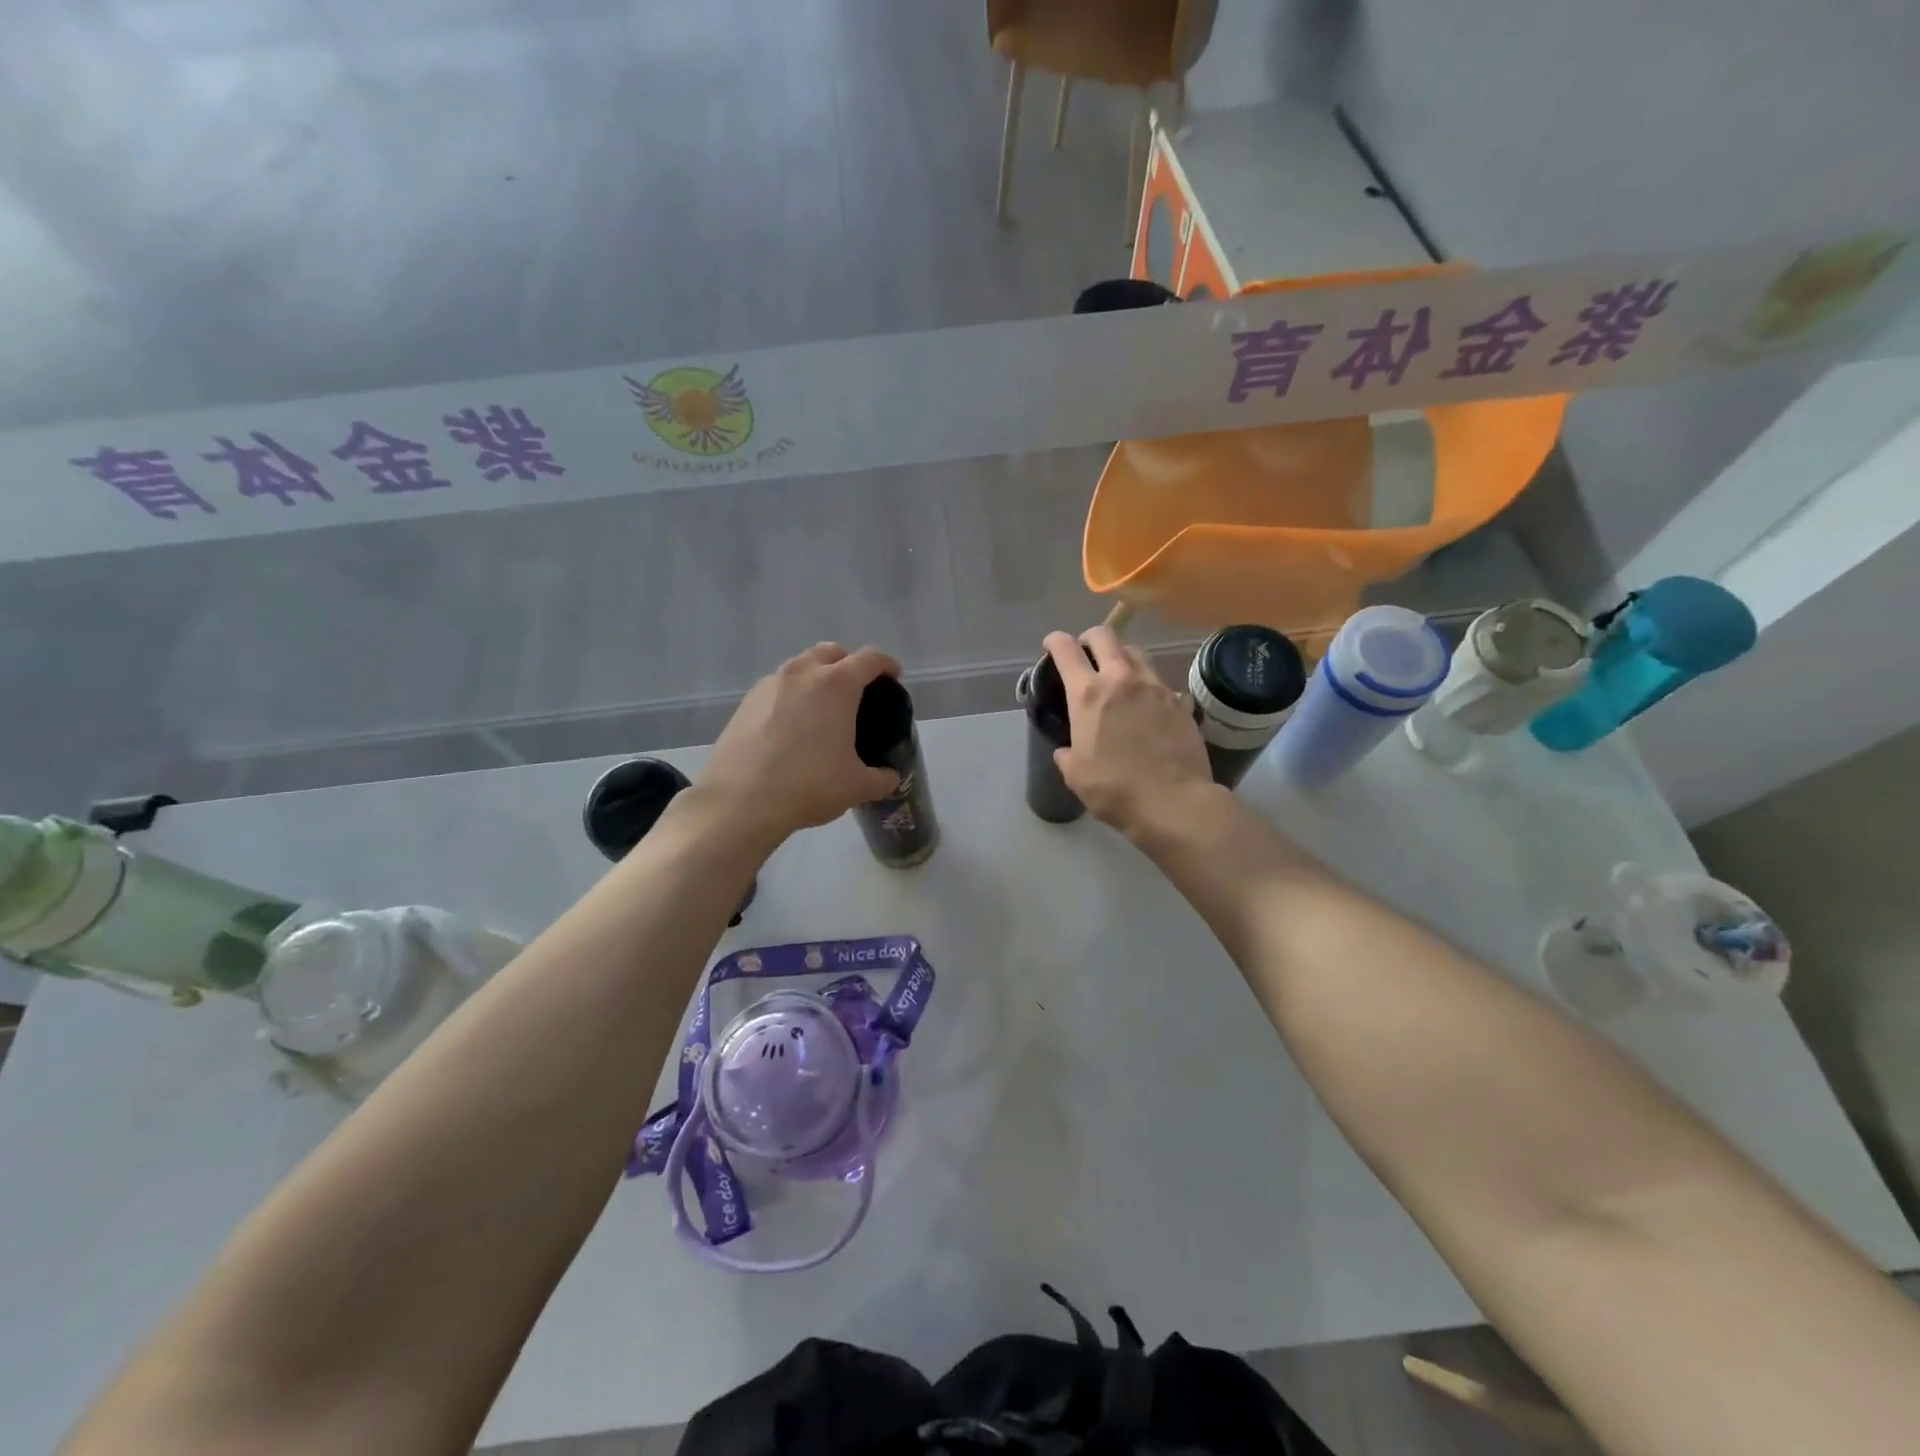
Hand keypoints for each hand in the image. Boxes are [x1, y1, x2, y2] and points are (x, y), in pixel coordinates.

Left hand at [698, 643, 903, 841]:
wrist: (740, 801)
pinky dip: (791, 696)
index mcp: (837, 684)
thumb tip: (890, 777)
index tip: (893, 677)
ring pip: (800, 666)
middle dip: (848, 664)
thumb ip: (881, 778)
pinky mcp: (745, 702)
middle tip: (857, 692)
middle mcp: (802, 673)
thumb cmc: (808, 785)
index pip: (869, 659)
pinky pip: (777, 687)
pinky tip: (791, 726)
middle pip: (831, 652)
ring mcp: (770, 684)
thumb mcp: (856, 787)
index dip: (886, 665)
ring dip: (816, 677)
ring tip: (822, 709)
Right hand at [1046, 627, 1216, 835]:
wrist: (1174, 802)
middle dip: (1090, 639)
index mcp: (1088, 694)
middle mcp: (1121, 679)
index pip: (1066, 650)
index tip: (1051, 644)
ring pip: (1136, 653)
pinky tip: (1147, 706)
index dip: (1055, 641)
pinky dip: (1148, 686)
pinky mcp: (1180, 702)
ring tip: (1119, 674)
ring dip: (1122, 656)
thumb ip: (1067, 755)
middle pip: (1105, 636)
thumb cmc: (1115, 789)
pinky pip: (1160, 681)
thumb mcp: (1076, 775)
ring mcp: (1155, 687)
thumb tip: (1066, 750)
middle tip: (1086, 653)